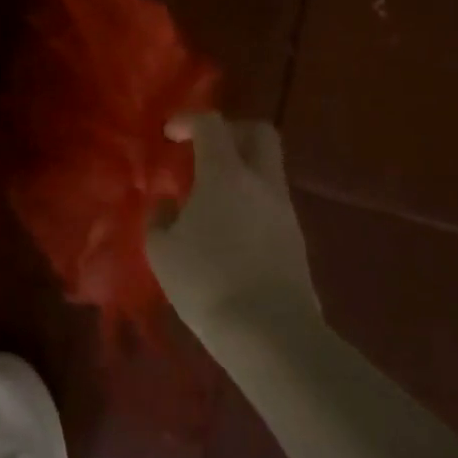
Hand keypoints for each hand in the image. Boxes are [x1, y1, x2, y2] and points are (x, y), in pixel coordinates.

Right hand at [147, 113, 319, 331]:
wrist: (272, 337)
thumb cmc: (207, 283)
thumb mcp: (162, 250)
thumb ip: (160, 217)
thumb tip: (168, 204)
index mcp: (226, 174)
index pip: (212, 124)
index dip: (188, 120)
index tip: (170, 135)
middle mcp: (262, 182)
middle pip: (259, 132)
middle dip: (231, 132)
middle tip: (204, 151)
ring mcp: (285, 212)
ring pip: (268, 170)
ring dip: (240, 171)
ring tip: (210, 199)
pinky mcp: (297, 241)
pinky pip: (272, 203)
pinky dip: (250, 202)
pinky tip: (228, 231)